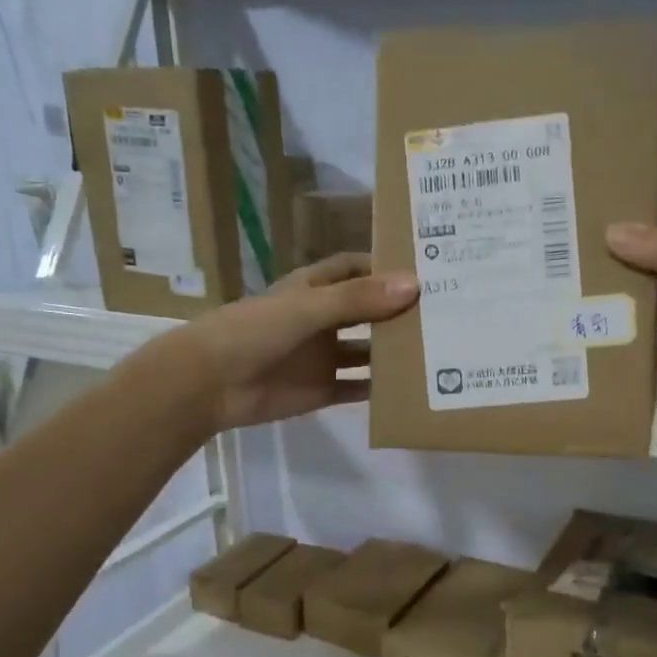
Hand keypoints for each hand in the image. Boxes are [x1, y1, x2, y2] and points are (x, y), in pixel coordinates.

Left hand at [182, 253, 418, 431]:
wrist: (210, 383)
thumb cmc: (254, 331)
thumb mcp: (308, 308)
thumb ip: (358, 299)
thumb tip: (413, 285)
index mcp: (314, 289)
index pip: (355, 269)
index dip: (385, 266)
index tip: (426, 268)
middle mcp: (322, 320)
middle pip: (367, 310)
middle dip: (398, 311)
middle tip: (446, 311)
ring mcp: (323, 357)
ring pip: (367, 351)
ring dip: (394, 351)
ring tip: (438, 350)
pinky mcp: (321, 389)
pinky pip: (357, 388)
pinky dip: (379, 389)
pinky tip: (411, 388)